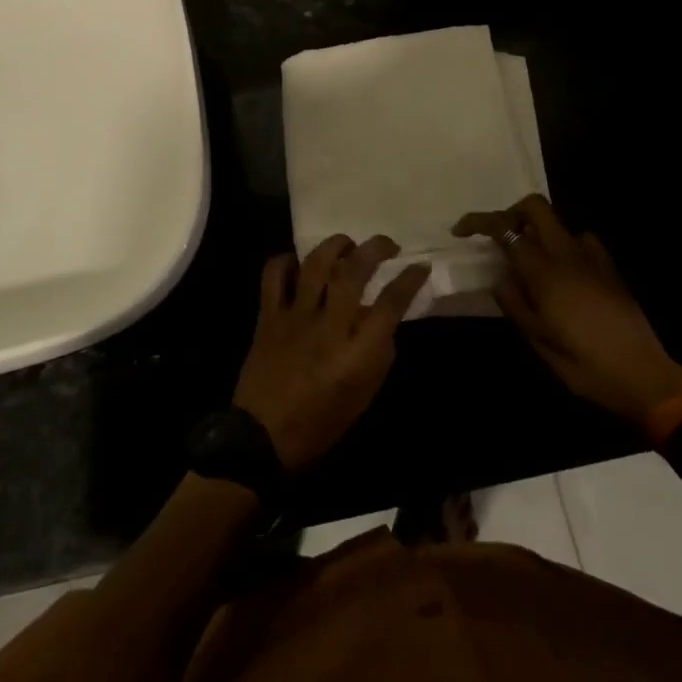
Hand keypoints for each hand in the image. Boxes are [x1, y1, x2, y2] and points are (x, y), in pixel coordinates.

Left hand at [232, 236, 430, 473]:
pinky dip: (288, 261)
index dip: (409, 280)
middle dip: (375, 249)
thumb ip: (378, 354)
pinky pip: (274, 275)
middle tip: (387, 244)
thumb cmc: (319, 424)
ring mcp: (295, 317)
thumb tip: (383, 318)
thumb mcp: (362, 397)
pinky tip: (298, 263)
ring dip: (335, 245)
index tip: (420, 265)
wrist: (261, 438)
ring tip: (347, 244)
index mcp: (356, 354)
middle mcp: (328, 327)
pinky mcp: (268, 315)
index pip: (390, 304)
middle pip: (354, 272)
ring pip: (316, 264)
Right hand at [455, 195, 681, 424]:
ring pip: (558, 224)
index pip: (505, 229)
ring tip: (531, 263)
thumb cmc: (584, 364)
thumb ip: (514, 302)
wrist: (644, 377)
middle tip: (499, 238)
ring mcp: (593, 257)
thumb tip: (500, 277)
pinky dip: (564, 247)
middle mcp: (567, 253)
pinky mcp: (610, 268)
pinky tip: (565, 274)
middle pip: (535, 207)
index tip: (461, 231)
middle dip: (512, 213)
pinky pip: (581, 242)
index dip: (479, 222)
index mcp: (544, 271)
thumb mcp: (538, 341)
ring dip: (539, 232)